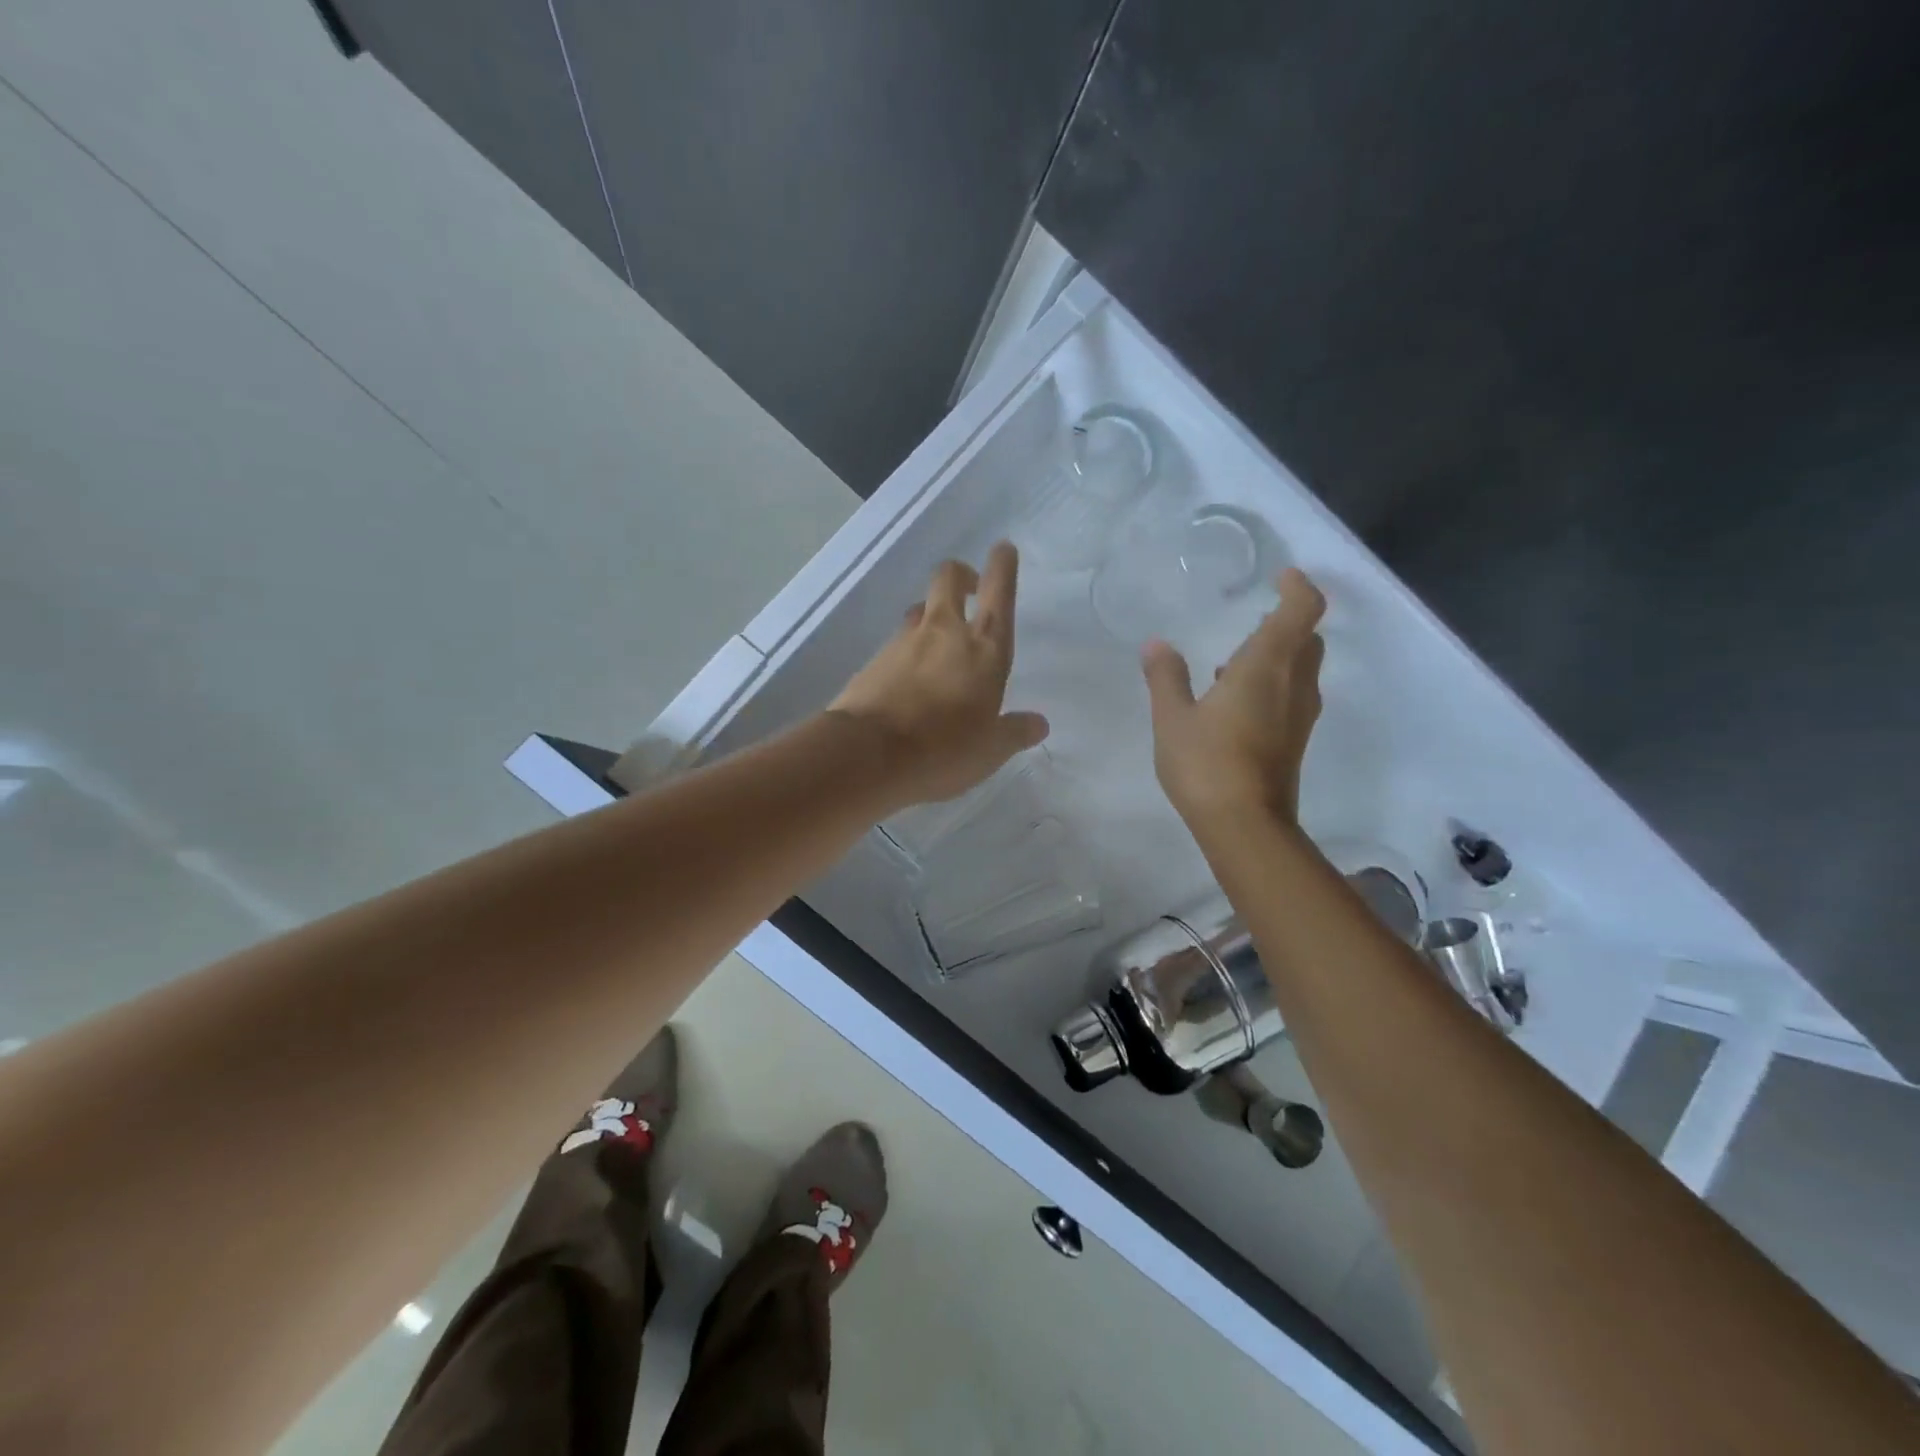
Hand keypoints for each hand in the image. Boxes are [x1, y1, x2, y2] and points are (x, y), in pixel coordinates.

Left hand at [829, 541, 1049, 806]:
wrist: (868, 755)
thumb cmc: (943, 750)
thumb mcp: (990, 751)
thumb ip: (1015, 732)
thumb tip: (1038, 724)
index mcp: (984, 650)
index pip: (999, 594)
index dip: (1002, 567)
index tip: (1003, 549)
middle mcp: (944, 633)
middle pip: (949, 579)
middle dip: (961, 575)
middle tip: (970, 588)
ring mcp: (904, 642)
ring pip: (920, 610)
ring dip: (932, 615)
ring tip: (938, 641)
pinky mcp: (873, 660)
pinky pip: (896, 643)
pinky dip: (907, 650)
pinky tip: (908, 678)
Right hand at [1142, 567, 1326, 828]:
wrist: (1245, 826)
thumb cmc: (1206, 763)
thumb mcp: (1172, 718)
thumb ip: (1166, 677)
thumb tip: (1156, 644)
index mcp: (1266, 667)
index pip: (1302, 610)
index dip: (1297, 586)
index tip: (1280, 576)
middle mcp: (1294, 685)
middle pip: (1307, 638)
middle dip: (1287, 620)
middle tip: (1253, 618)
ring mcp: (1300, 716)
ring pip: (1302, 668)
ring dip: (1279, 655)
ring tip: (1233, 660)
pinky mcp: (1295, 741)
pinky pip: (1292, 695)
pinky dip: (1273, 683)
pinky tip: (1234, 701)